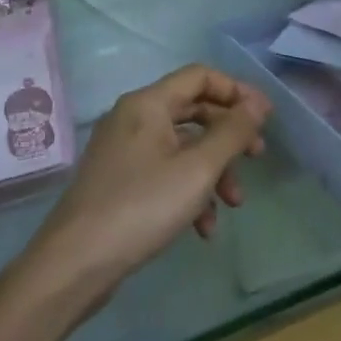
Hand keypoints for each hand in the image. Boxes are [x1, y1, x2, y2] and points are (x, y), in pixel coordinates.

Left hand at [27, 65, 270, 309]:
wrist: (74, 264)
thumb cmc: (141, 207)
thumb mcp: (197, 169)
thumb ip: (232, 133)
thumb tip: (257, 105)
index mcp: (148, 104)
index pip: (201, 76)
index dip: (237, 92)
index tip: (265, 119)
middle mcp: (133, 118)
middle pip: (194, 111)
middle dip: (229, 136)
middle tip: (257, 157)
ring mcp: (124, 151)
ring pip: (183, 147)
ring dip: (214, 171)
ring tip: (233, 204)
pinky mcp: (120, 182)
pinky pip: (165, 173)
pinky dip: (189, 192)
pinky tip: (203, 228)